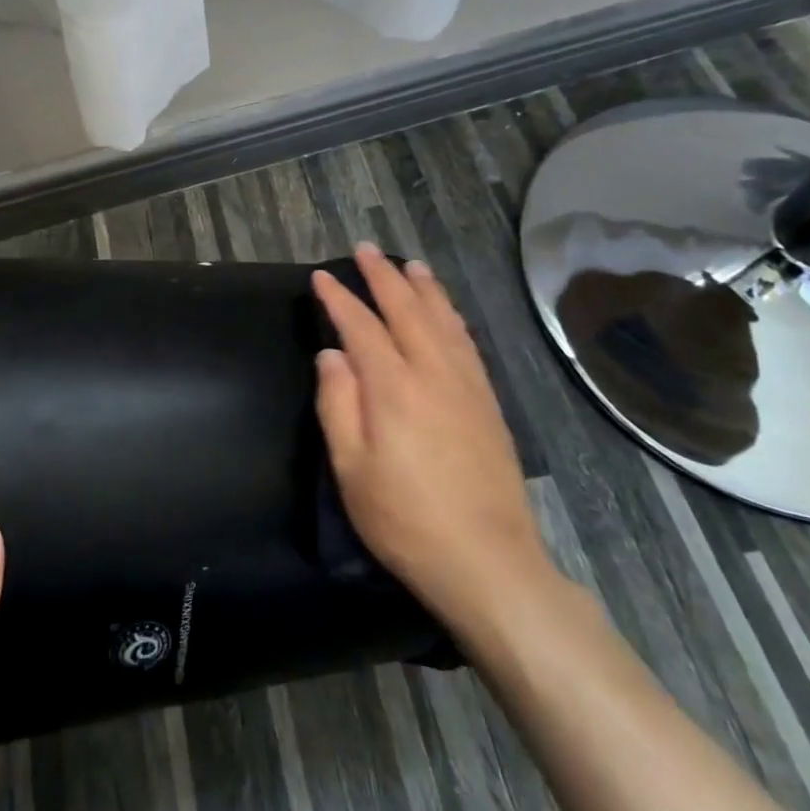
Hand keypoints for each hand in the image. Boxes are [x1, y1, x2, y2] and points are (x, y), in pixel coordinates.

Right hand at [312, 244, 551, 625]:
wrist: (487, 561)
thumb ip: (337, 403)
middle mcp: (433, 372)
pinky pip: (467, 342)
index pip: (360, 326)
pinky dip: (452, 316)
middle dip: (383, 276)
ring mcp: (466, 385)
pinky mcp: (487, 402)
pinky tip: (447, 312)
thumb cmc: (405, 519)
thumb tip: (331, 354)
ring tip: (409, 265)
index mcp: (393, 387)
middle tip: (365, 249)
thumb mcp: (351, 468)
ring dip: (423, 288)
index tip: (321, 277)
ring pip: (443, 319)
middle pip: (406, 309)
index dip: (339, 299)